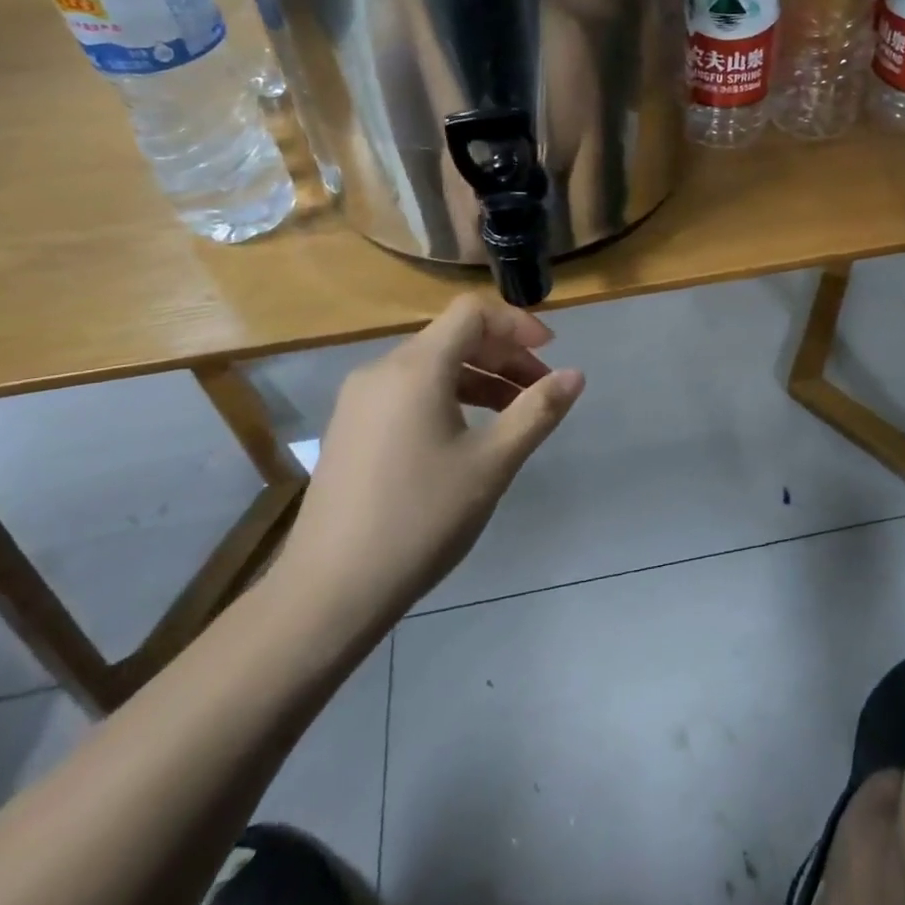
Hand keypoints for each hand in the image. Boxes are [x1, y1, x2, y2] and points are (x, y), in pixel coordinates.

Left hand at [272, 296, 584, 641]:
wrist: (329, 591)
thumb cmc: (421, 519)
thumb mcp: (492, 463)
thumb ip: (537, 411)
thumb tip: (575, 375)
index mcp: (416, 368)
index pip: (472, 313)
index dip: (516, 323)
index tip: (550, 352)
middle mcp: (381, 370)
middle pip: (453, 337)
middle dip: (503, 355)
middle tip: (540, 390)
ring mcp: (359, 400)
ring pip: (430, 366)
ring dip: (478, 378)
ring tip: (512, 415)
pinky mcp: (350, 429)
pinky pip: (408, 392)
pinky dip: (447, 396)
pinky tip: (466, 436)